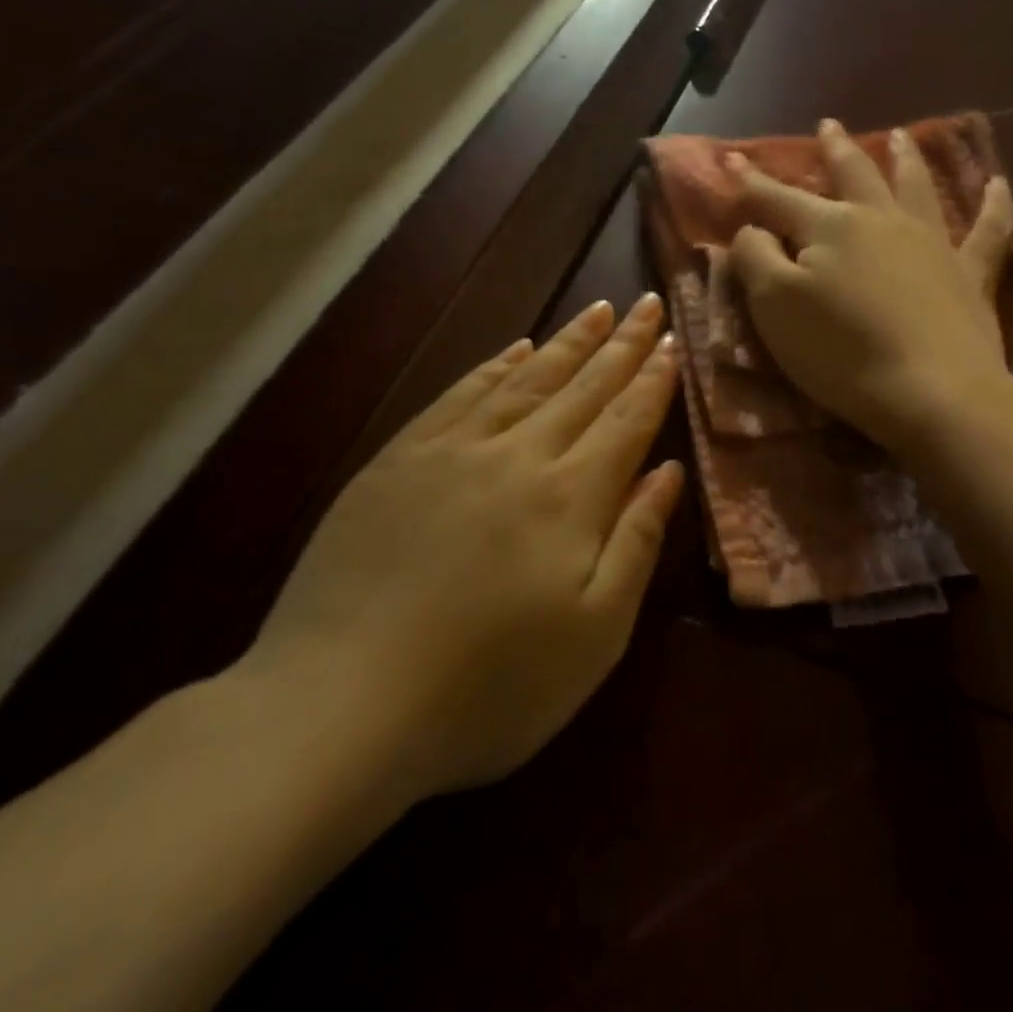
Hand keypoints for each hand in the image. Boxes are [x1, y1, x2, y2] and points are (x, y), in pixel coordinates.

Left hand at [240, 294, 683, 803]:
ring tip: (597, 310)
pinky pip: (459, 395)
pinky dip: (494, 365)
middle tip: (646, 302)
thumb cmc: (490, 688)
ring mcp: (452, 453)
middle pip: (583, 387)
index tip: (674, 340)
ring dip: (567, 342)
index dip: (654, 379)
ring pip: (525, 379)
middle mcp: (518, 456)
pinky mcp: (397, 462)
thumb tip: (669, 472)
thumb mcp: (595, 634)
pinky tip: (514, 348)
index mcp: (571, 498)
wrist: (339, 709)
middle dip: (622, 344)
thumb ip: (636, 543)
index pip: (626, 420)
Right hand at [728, 118, 1012, 451]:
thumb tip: (754, 229)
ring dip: (905, 158)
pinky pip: (989, 229)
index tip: (731, 160)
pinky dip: (996, 205)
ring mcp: (932, 242)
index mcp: (830, 227)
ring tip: (900, 135)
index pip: (779, 198)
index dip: (751, 181)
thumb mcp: (775, 307)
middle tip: (829, 124)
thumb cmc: (841, 354)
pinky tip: (1000, 184)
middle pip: (854, 175)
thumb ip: (756, 259)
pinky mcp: (971, 273)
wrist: (932, 392)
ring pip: (916, 187)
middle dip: (835, 149)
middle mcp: (881, 220)